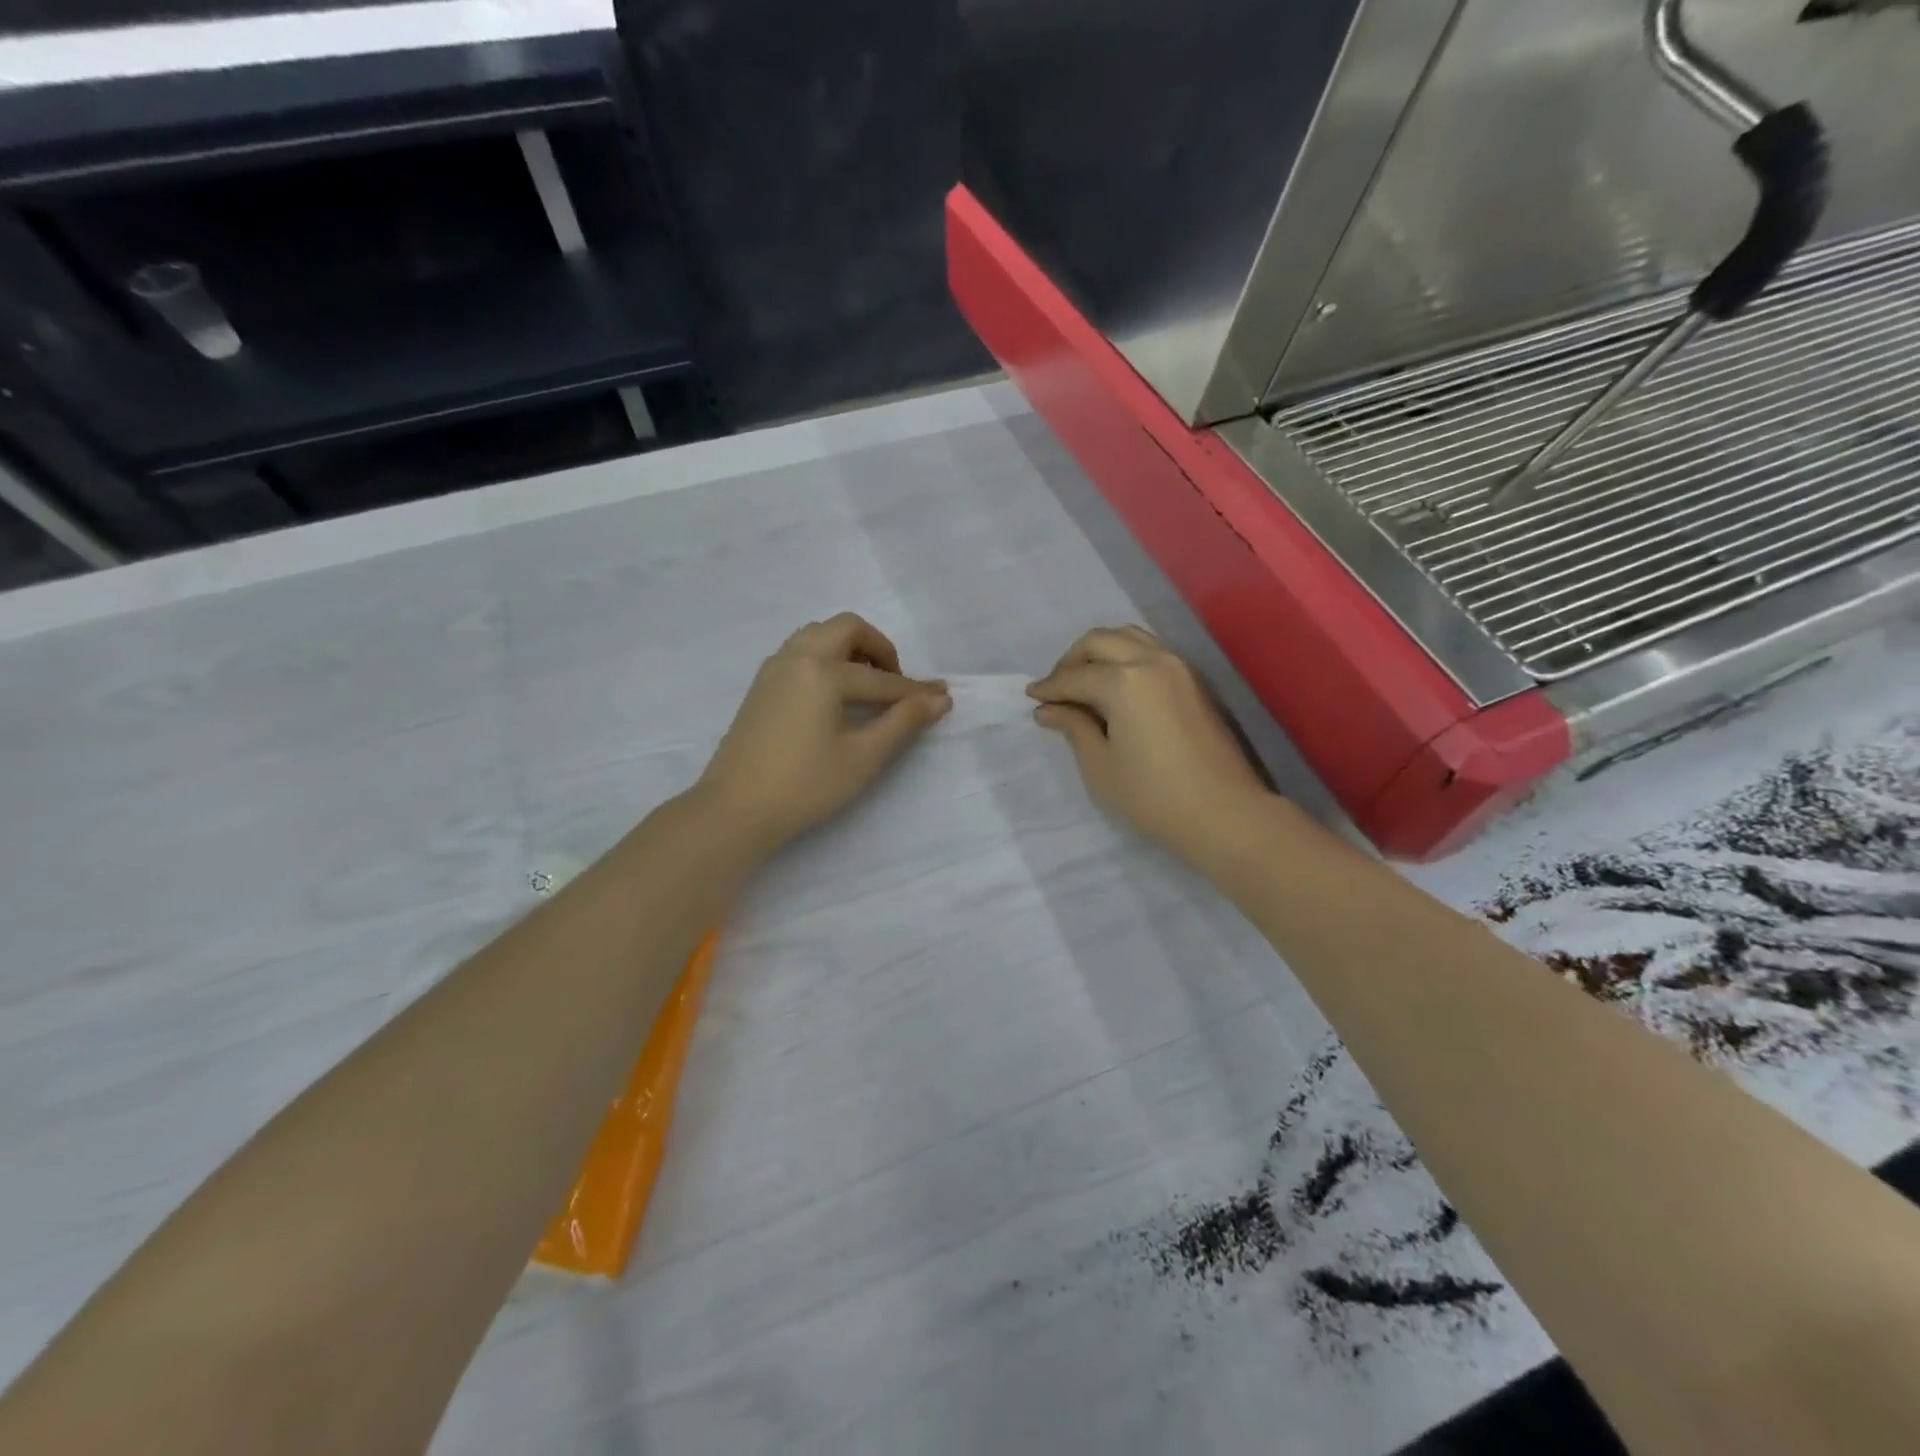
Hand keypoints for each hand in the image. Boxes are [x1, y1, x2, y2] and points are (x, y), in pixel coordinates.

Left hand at [695, 613, 949, 853]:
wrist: (735, 810)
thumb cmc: (805, 786)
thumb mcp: (863, 757)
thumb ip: (903, 722)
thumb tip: (940, 698)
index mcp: (822, 671)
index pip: (880, 679)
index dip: (915, 692)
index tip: (943, 697)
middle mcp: (796, 657)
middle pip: (846, 629)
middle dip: (879, 649)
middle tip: (894, 684)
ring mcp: (773, 668)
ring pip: (818, 635)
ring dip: (849, 649)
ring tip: (865, 686)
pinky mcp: (761, 686)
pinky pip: (800, 651)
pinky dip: (826, 658)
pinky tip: (834, 696)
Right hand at [1028, 626, 1273, 862]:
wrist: (1224, 812)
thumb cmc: (1153, 795)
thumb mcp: (1101, 766)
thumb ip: (1074, 727)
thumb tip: (1048, 709)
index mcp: (1124, 680)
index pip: (1075, 676)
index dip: (1049, 687)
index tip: (1031, 697)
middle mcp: (1151, 660)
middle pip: (1100, 641)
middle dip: (1071, 660)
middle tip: (1056, 688)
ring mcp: (1178, 666)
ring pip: (1129, 637)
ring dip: (1101, 652)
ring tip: (1084, 682)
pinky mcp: (1194, 680)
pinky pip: (1152, 650)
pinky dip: (1126, 657)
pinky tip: (1116, 686)